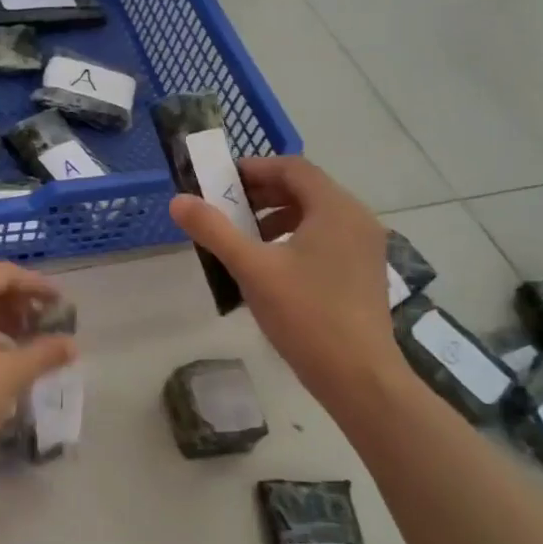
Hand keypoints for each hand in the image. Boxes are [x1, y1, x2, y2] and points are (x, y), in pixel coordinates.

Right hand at [169, 157, 405, 402]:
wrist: (358, 375)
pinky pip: (326, 238)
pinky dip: (296, 237)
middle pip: (306, 189)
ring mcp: (365, 247)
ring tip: (245, 238)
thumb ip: (214, 231)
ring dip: (277, 216)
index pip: (293, 167)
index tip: (221, 181)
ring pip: (316, 215)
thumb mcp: (253, 269)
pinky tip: (272, 266)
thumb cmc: (306, 315)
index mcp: (335, 208)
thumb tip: (177, 200)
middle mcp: (356, 219)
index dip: (254, 168)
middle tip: (226, 208)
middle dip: (263, 193)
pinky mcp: (363, 272)